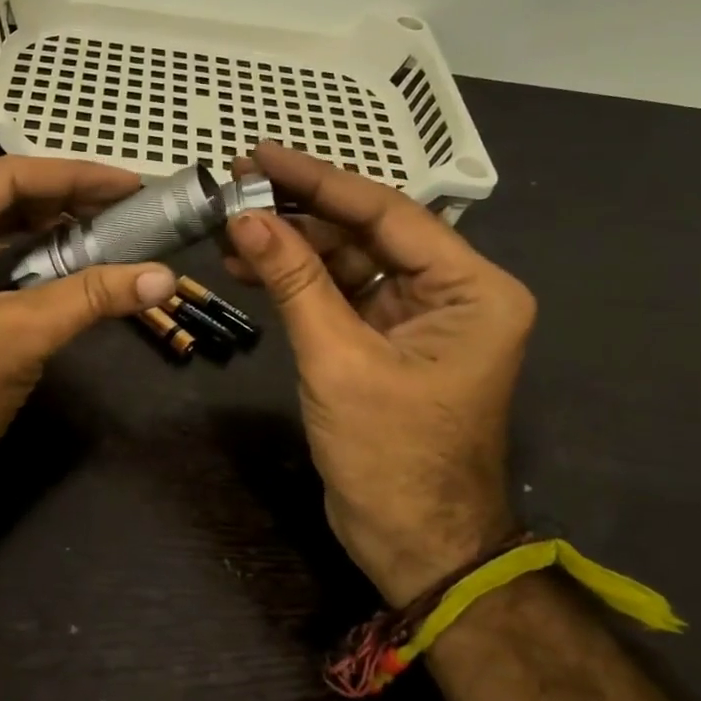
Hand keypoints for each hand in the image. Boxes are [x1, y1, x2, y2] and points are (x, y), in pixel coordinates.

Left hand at [0, 158, 176, 534]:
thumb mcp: (20, 335)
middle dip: (71, 203)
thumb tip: (166, 277)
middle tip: (133, 207)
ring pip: (4, 234)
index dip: (76, 177)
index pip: (8, 178)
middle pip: (6, 201)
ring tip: (119, 231)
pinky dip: (41, 264)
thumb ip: (92, 297)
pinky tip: (85, 265)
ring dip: (59, 234)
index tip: (132, 183)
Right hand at [226, 143, 536, 606]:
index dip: (318, 181)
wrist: (414, 545)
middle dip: (298, 213)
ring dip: (290, 248)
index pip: (385, 212)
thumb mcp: (338, 360)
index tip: (260, 155)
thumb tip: (244, 217)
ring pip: (346, 260)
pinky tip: (251, 267)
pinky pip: (338, 293)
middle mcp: (451, 291)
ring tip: (230, 231)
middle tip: (234, 190)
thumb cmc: (391, 456)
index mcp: (470, 288)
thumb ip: (294, 282)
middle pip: (365, 232)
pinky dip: (296, 281)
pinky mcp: (386, 338)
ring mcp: (417, 315)